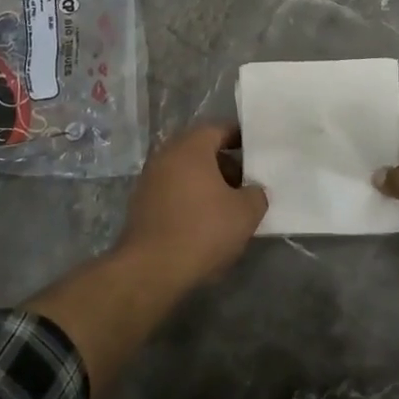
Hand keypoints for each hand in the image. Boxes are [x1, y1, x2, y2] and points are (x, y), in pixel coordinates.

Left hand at [115, 122, 267, 287]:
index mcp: (190, 148)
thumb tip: (254, 191)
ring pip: (186, 173)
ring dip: (207, 184)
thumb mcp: (245, 213)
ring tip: (228, 207)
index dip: (239, 138)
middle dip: (225, 165)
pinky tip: (204, 223)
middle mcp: (166, 156)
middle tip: (246, 183)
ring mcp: (149, 180)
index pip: (218, 129)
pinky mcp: (141, 205)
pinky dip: (190, 199)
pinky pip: (173, 192)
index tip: (255, 151)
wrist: (150, 269)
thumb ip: (256, 195)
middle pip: (201, 151)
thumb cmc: (202, 230)